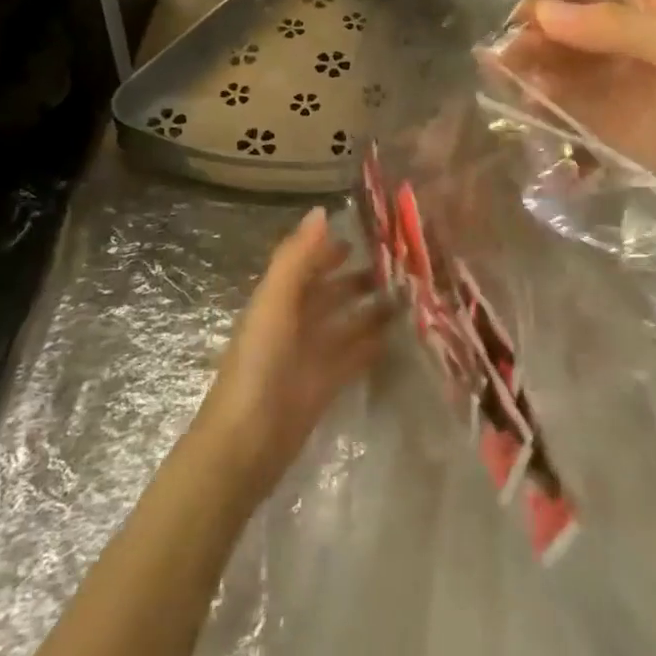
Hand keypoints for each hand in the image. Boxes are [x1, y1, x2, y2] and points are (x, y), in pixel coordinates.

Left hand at [192, 208, 388, 504]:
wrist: (245, 445)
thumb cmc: (258, 364)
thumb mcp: (274, 302)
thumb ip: (296, 257)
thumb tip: (321, 210)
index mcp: (278, 298)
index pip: (309, 263)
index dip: (333, 246)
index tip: (372, 232)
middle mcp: (295, 321)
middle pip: (331, 291)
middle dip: (360, 276)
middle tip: (403, 263)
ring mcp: (310, 354)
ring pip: (346, 322)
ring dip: (372, 308)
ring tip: (410, 293)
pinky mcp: (325, 385)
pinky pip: (354, 356)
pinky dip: (373, 343)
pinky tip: (401, 333)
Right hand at [502, 0, 655, 206]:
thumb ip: (615, 27)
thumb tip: (542, 13)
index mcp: (648, 3)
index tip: (521, 17)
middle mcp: (621, 38)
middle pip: (561, 27)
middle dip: (530, 37)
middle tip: (502, 60)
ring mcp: (612, 83)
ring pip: (555, 68)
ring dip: (527, 74)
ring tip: (506, 88)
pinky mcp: (607, 125)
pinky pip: (563, 110)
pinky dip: (541, 111)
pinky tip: (528, 117)